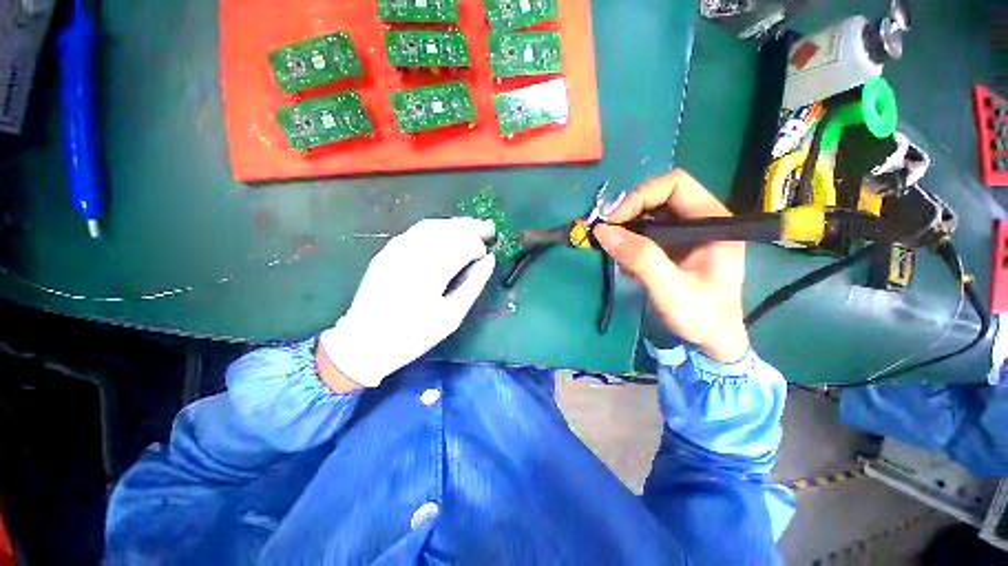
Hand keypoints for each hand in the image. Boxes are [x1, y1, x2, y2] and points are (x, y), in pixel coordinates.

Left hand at [318, 218, 496, 389]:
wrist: (364, 342)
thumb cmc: (413, 335)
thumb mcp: (451, 316)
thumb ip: (473, 284)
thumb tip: (490, 260)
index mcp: (430, 272)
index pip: (461, 245)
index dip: (478, 246)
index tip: (487, 254)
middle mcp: (413, 254)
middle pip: (447, 229)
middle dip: (471, 227)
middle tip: (489, 229)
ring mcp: (396, 250)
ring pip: (431, 225)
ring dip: (455, 224)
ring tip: (472, 227)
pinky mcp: (387, 251)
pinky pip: (416, 231)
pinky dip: (436, 227)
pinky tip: (446, 233)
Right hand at [593, 170, 749, 363]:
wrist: (713, 340)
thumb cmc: (701, 317)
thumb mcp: (670, 290)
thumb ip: (640, 259)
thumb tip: (603, 231)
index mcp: (714, 223)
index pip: (675, 185)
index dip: (641, 196)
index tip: (615, 221)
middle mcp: (703, 220)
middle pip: (659, 196)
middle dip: (629, 212)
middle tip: (607, 234)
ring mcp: (688, 232)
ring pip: (650, 213)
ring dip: (628, 229)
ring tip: (618, 254)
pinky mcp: (676, 245)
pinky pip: (647, 231)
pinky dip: (630, 242)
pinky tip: (628, 265)